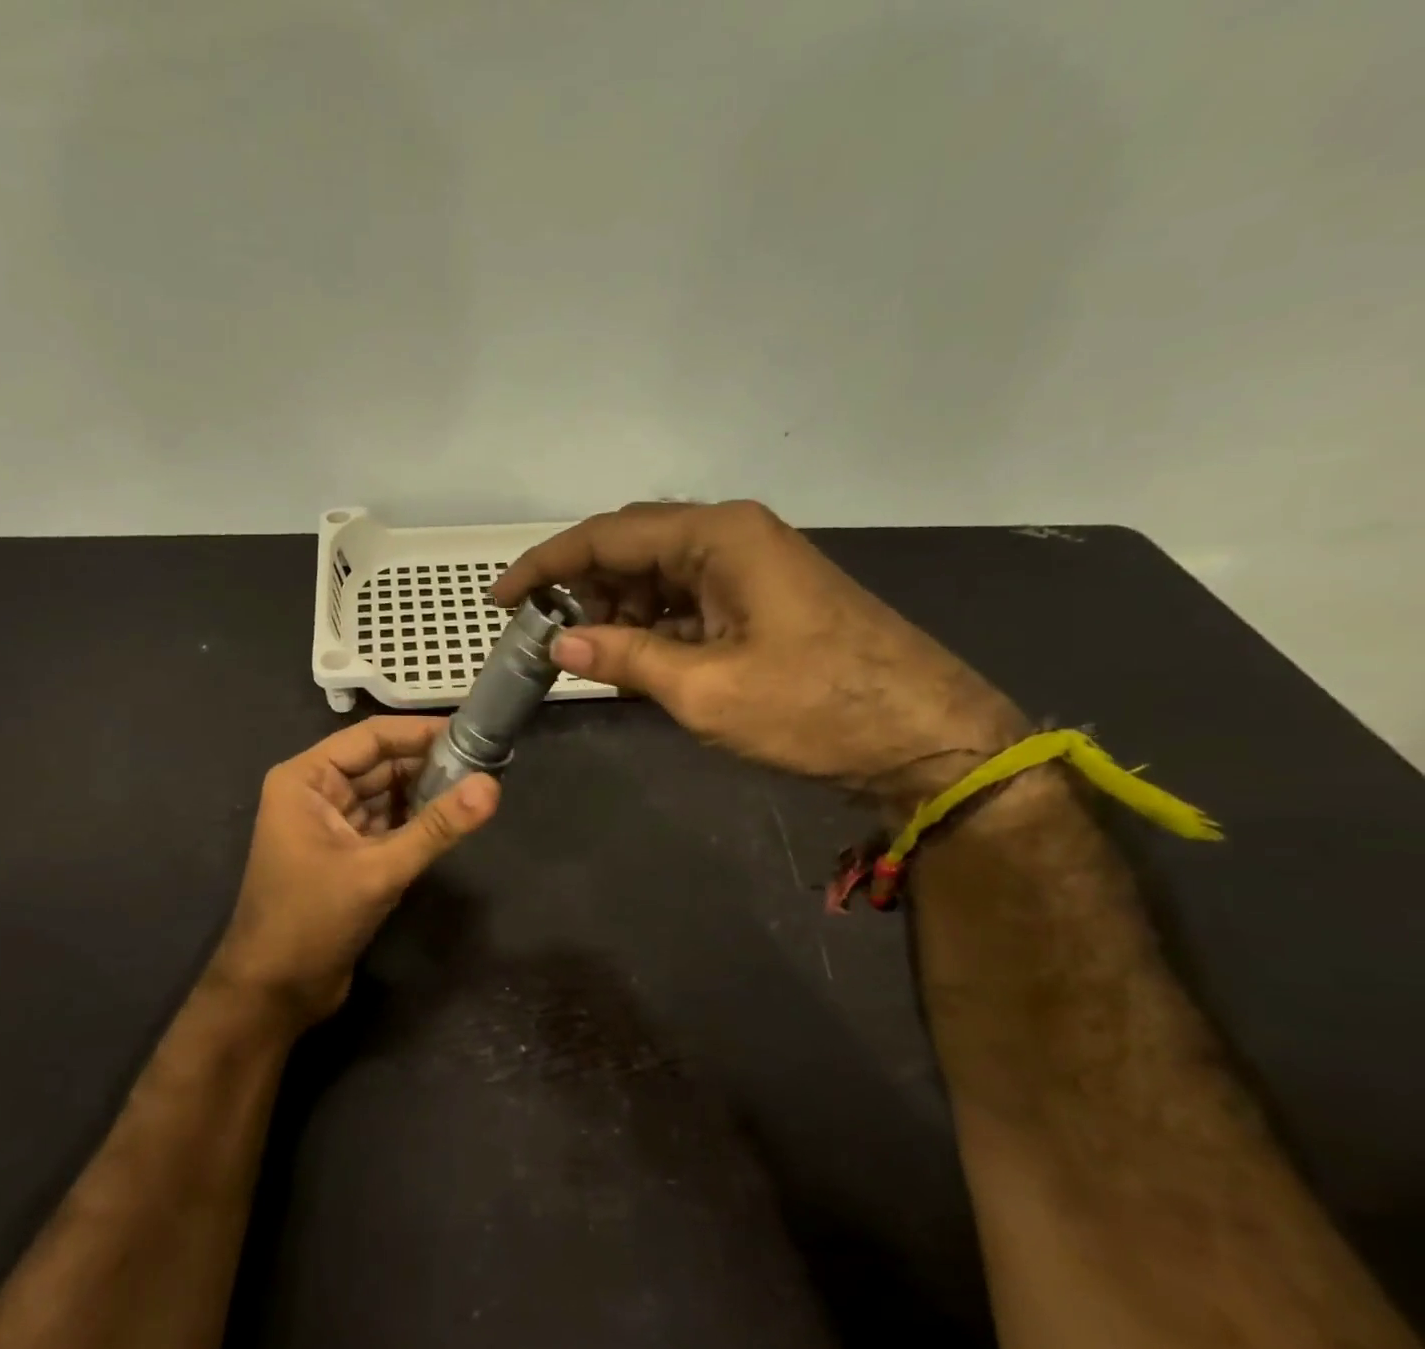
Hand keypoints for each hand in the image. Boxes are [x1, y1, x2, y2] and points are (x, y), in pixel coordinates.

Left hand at [209, 717, 498, 1028]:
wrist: (274, 993)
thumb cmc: (311, 921)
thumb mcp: (378, 870)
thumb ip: (436, 827)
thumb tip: (492, 786)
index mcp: (306, 779)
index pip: (371, 738)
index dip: (420, 732)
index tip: (471, 730)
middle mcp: (316, 793)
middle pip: (380, 764)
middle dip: (428, 764)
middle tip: (486, 761)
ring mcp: (330, 825)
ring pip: (386, 795)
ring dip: (425, 793)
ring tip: (479, 786)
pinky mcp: (346, 854)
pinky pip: (386, 824)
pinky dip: (416, 822)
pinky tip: (452, 820)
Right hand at [494, 501, 1025, 807]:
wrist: (923, 736)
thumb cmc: (813, 708)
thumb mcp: (703, 689)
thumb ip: (624, 658)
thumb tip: (559, 644)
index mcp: (717, 537)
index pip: (608, 536)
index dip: (546, 566)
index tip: (502, 599)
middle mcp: (732, 536)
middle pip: (632, 548)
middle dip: (582, 590)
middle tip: (544, 636)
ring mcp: (751, 567)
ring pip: (658, 576)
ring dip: (617, 612)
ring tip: (588, 658)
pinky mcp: (762, 600)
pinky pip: (688, 601)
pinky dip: (653, 627)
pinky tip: (635, 661)